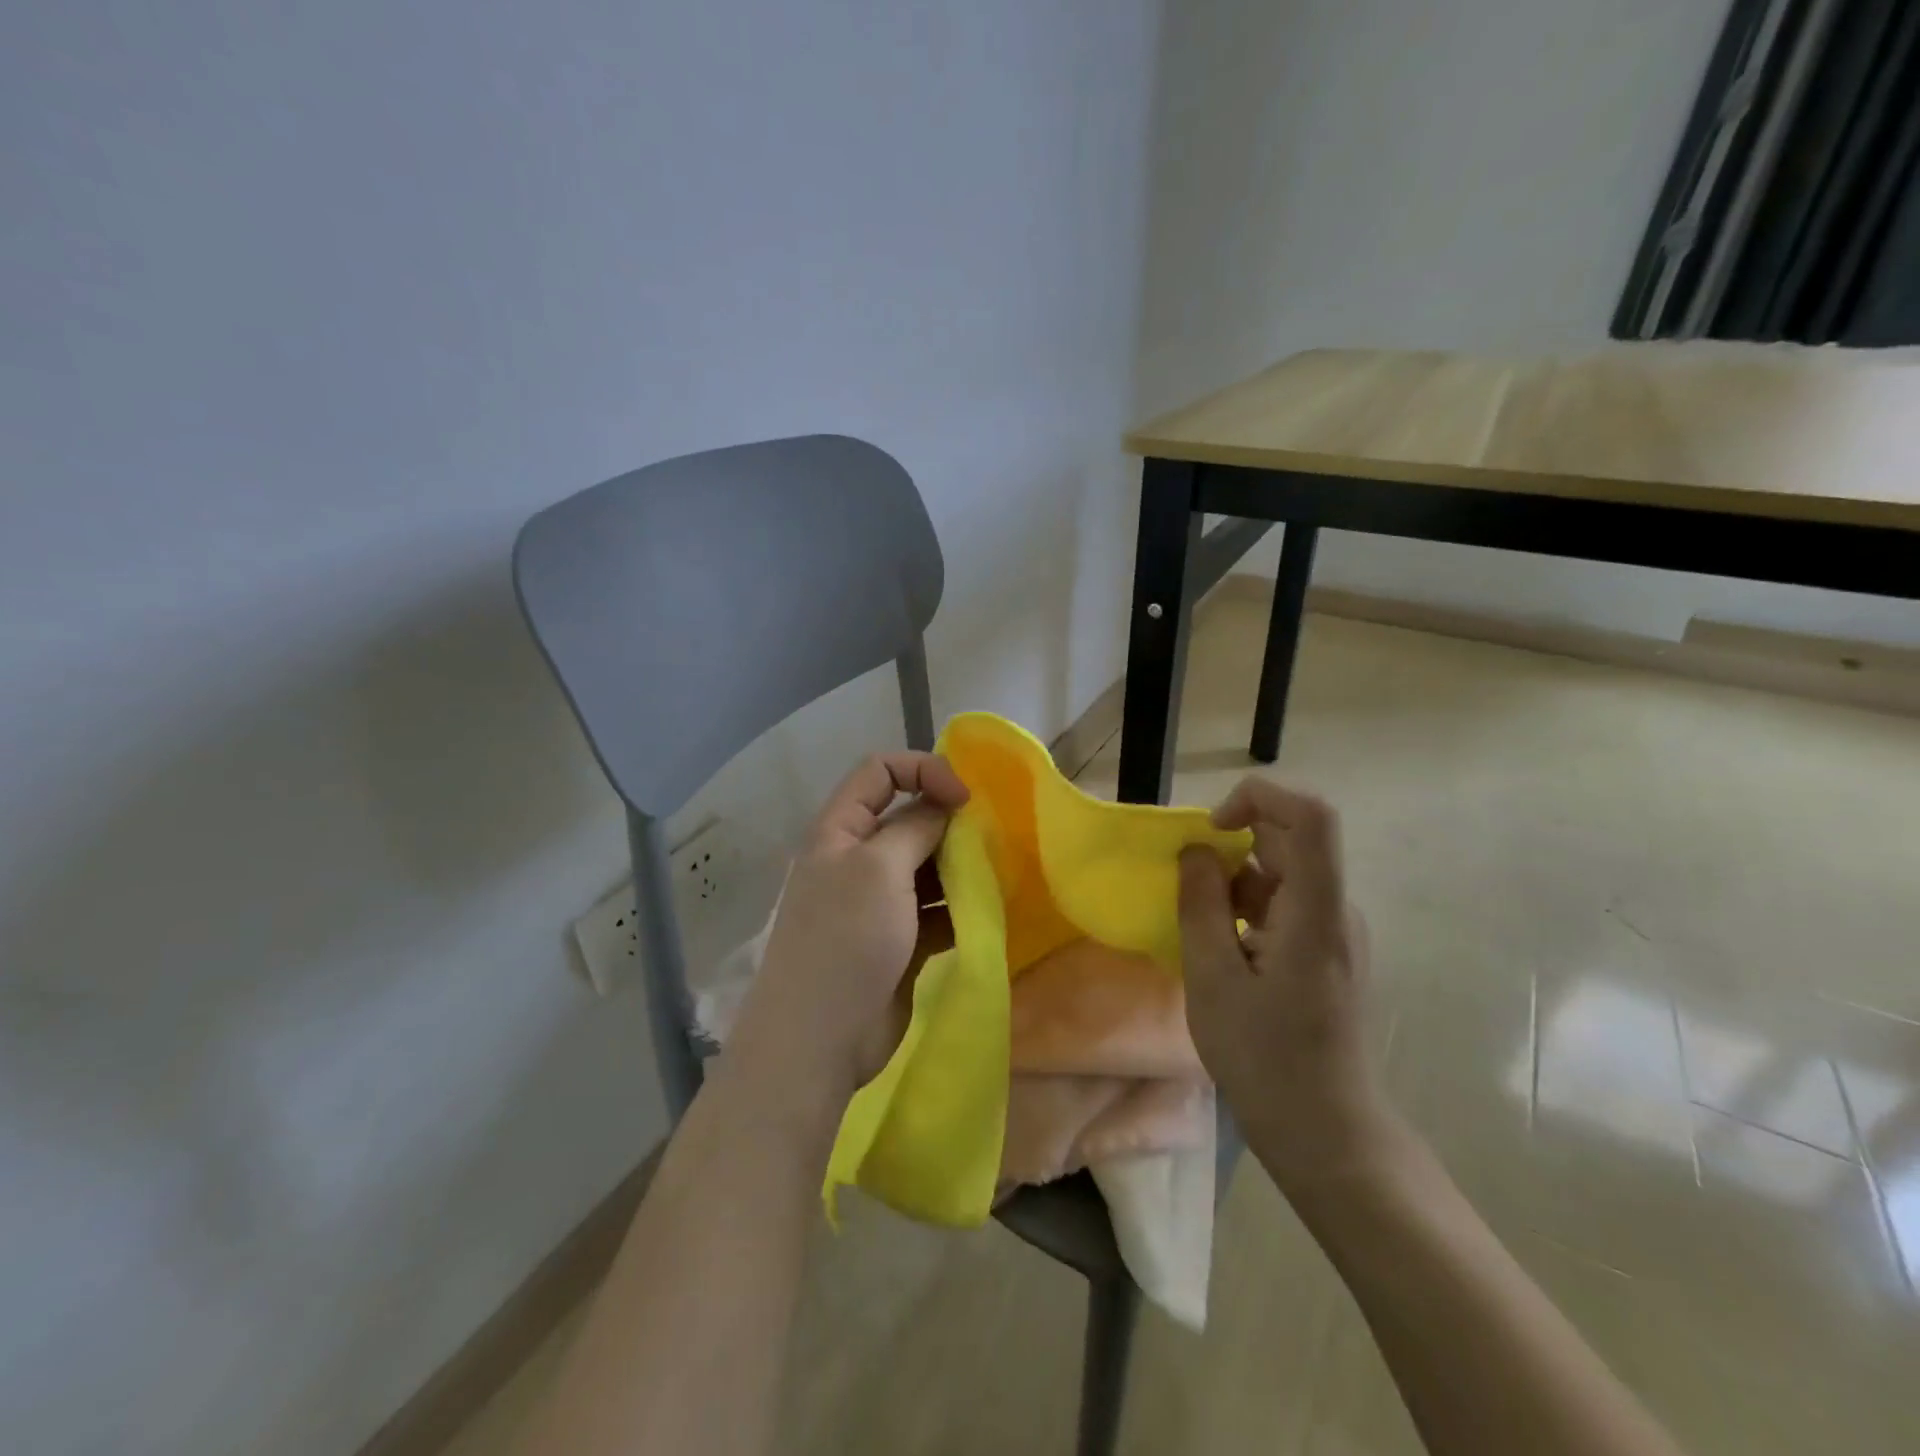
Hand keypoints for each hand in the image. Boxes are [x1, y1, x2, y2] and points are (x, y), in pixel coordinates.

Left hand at [729, 752, 967, 1105]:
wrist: (819, 1040)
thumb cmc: (845, 940)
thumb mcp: (879, 868)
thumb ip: (915, 826)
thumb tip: (943, 805)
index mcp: (840, 830)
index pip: (880, 772)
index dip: (923, 770)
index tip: (964, 798)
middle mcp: (857, 859)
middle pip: (908, 818)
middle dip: (948, 822)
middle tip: (989, 840)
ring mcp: (877, 902)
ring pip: (926, 865)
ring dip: (960, 866)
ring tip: (995, 875)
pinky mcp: (898, 939)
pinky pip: (935, 908)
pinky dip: (959, 905)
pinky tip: (985, 912)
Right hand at [1178, 777, 1398, 1192]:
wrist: (1327, 1133)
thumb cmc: (1265, 1059)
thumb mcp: (1213, 980)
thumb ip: (1201, 905)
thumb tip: (1195, 851)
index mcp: (1316, 913)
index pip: (1311, 817)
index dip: (1260, 798)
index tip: (1211, 828)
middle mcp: (1335, 911)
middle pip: (1289, 843)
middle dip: (1231, 848)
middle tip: (1186, 889)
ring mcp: (1334, 932)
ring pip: (1281, 875)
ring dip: (1233, 884)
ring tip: (1197, 931)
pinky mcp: (1326, 952)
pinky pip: (1283, 906)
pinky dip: (1244, 910)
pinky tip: (1218, 951)